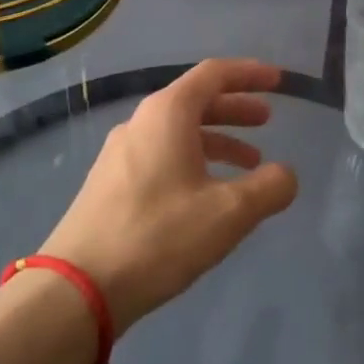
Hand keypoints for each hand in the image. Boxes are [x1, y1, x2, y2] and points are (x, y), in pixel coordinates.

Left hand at [39, 59, 297, 334]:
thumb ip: (269, 188)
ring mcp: (120, 154)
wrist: (77, 289)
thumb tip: (286, 175)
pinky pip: (162, 156)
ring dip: (217, 140)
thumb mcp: (229, 213)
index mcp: (167, 114)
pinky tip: (207, 194)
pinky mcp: (109, 184)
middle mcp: (140, 123)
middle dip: (235, 108)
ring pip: (178, 133)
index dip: (250, 74)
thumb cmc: (158, 236)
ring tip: (248, 165)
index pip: (214, 74)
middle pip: (195, 101)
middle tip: (267, 121)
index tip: (278, 82)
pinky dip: (194, 161)